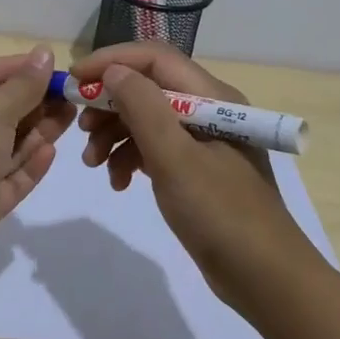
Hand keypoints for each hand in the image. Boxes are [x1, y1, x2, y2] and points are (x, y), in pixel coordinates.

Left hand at [0, 46, 75, 261]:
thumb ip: (23, 84)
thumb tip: (45, 53)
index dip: (8, 67)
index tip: (44, 68)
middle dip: (30, 102)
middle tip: (67, 96)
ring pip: (5, 146)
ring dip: (36, 131)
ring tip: (69, 118)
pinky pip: (8, 179)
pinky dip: (29, 164)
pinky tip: (51, 151)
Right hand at [73, 42, 312, 310]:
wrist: (266, 280)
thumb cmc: (221, 213)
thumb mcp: (175, 158)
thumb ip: (143, 108)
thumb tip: (113, 71)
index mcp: (211, 97)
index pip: (154, 58)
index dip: (112, 60)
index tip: (74, 79)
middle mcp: (208, 109)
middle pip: (147, 87)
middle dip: (109, 103)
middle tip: (80, 128)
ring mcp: (203, 141)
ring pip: (147, 119)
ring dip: (114, 134)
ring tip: (92, 163)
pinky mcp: (196, 169)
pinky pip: (155, 148)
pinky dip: (130, 158)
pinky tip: (118, 182)